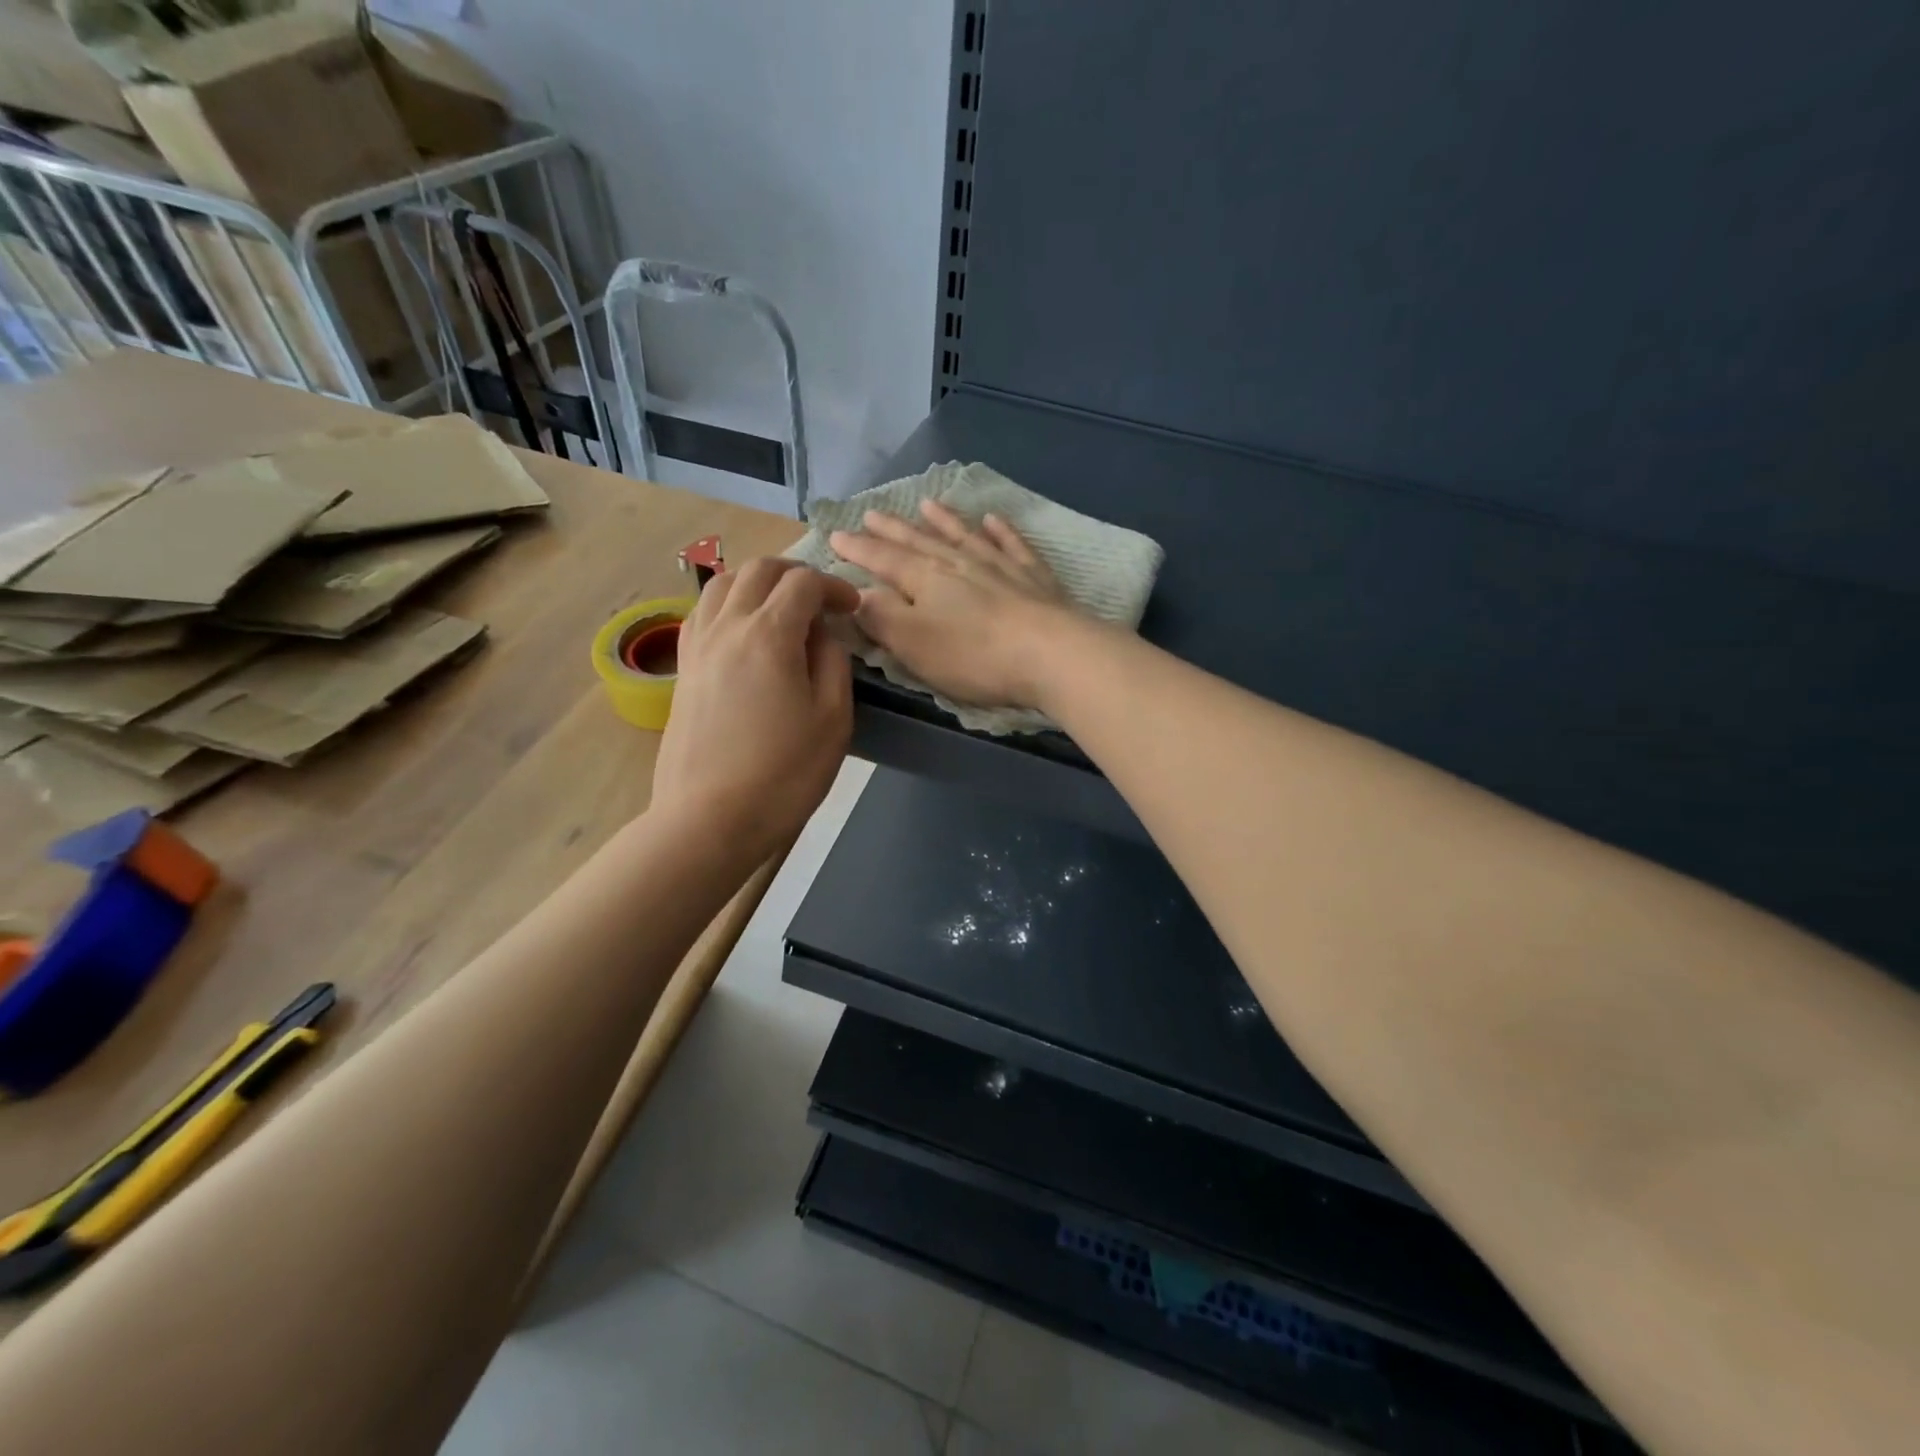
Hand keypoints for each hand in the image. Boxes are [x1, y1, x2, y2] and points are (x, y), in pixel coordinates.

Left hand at [652, 558, 858, 858]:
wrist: (710, 820)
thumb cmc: (783, 774)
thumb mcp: (833, 719)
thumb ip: (833, 663)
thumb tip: (821, 634)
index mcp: (768, 635)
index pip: (802, 583)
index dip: (833, 587)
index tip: (852, 609)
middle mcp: (726, 627)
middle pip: (757, 571)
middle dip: (794, 574)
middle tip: (820, 599)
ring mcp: (697, 647)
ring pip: (721, 584)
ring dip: (756, 583)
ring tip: (780, 607)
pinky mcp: (683, 670)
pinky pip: (702, 613)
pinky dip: (727, 604)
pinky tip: (743, 631)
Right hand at [830, 500, 1080, 709]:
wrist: (1051, 653)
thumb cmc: (974, 655)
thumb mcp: (913, 644)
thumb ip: (881, 617)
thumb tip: (857, 594)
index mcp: (924, 578)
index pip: (882, 559)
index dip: (857, 549)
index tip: (836, 535)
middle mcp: (959, 562)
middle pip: (919, 541)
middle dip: (892, 529)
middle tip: (871, 512)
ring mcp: (999, 565)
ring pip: (963, 535)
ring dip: (942, 520)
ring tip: (926, 503)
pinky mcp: (1034, 577)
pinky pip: (1012, 544)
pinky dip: (1000, 530)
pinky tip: (993, 519)